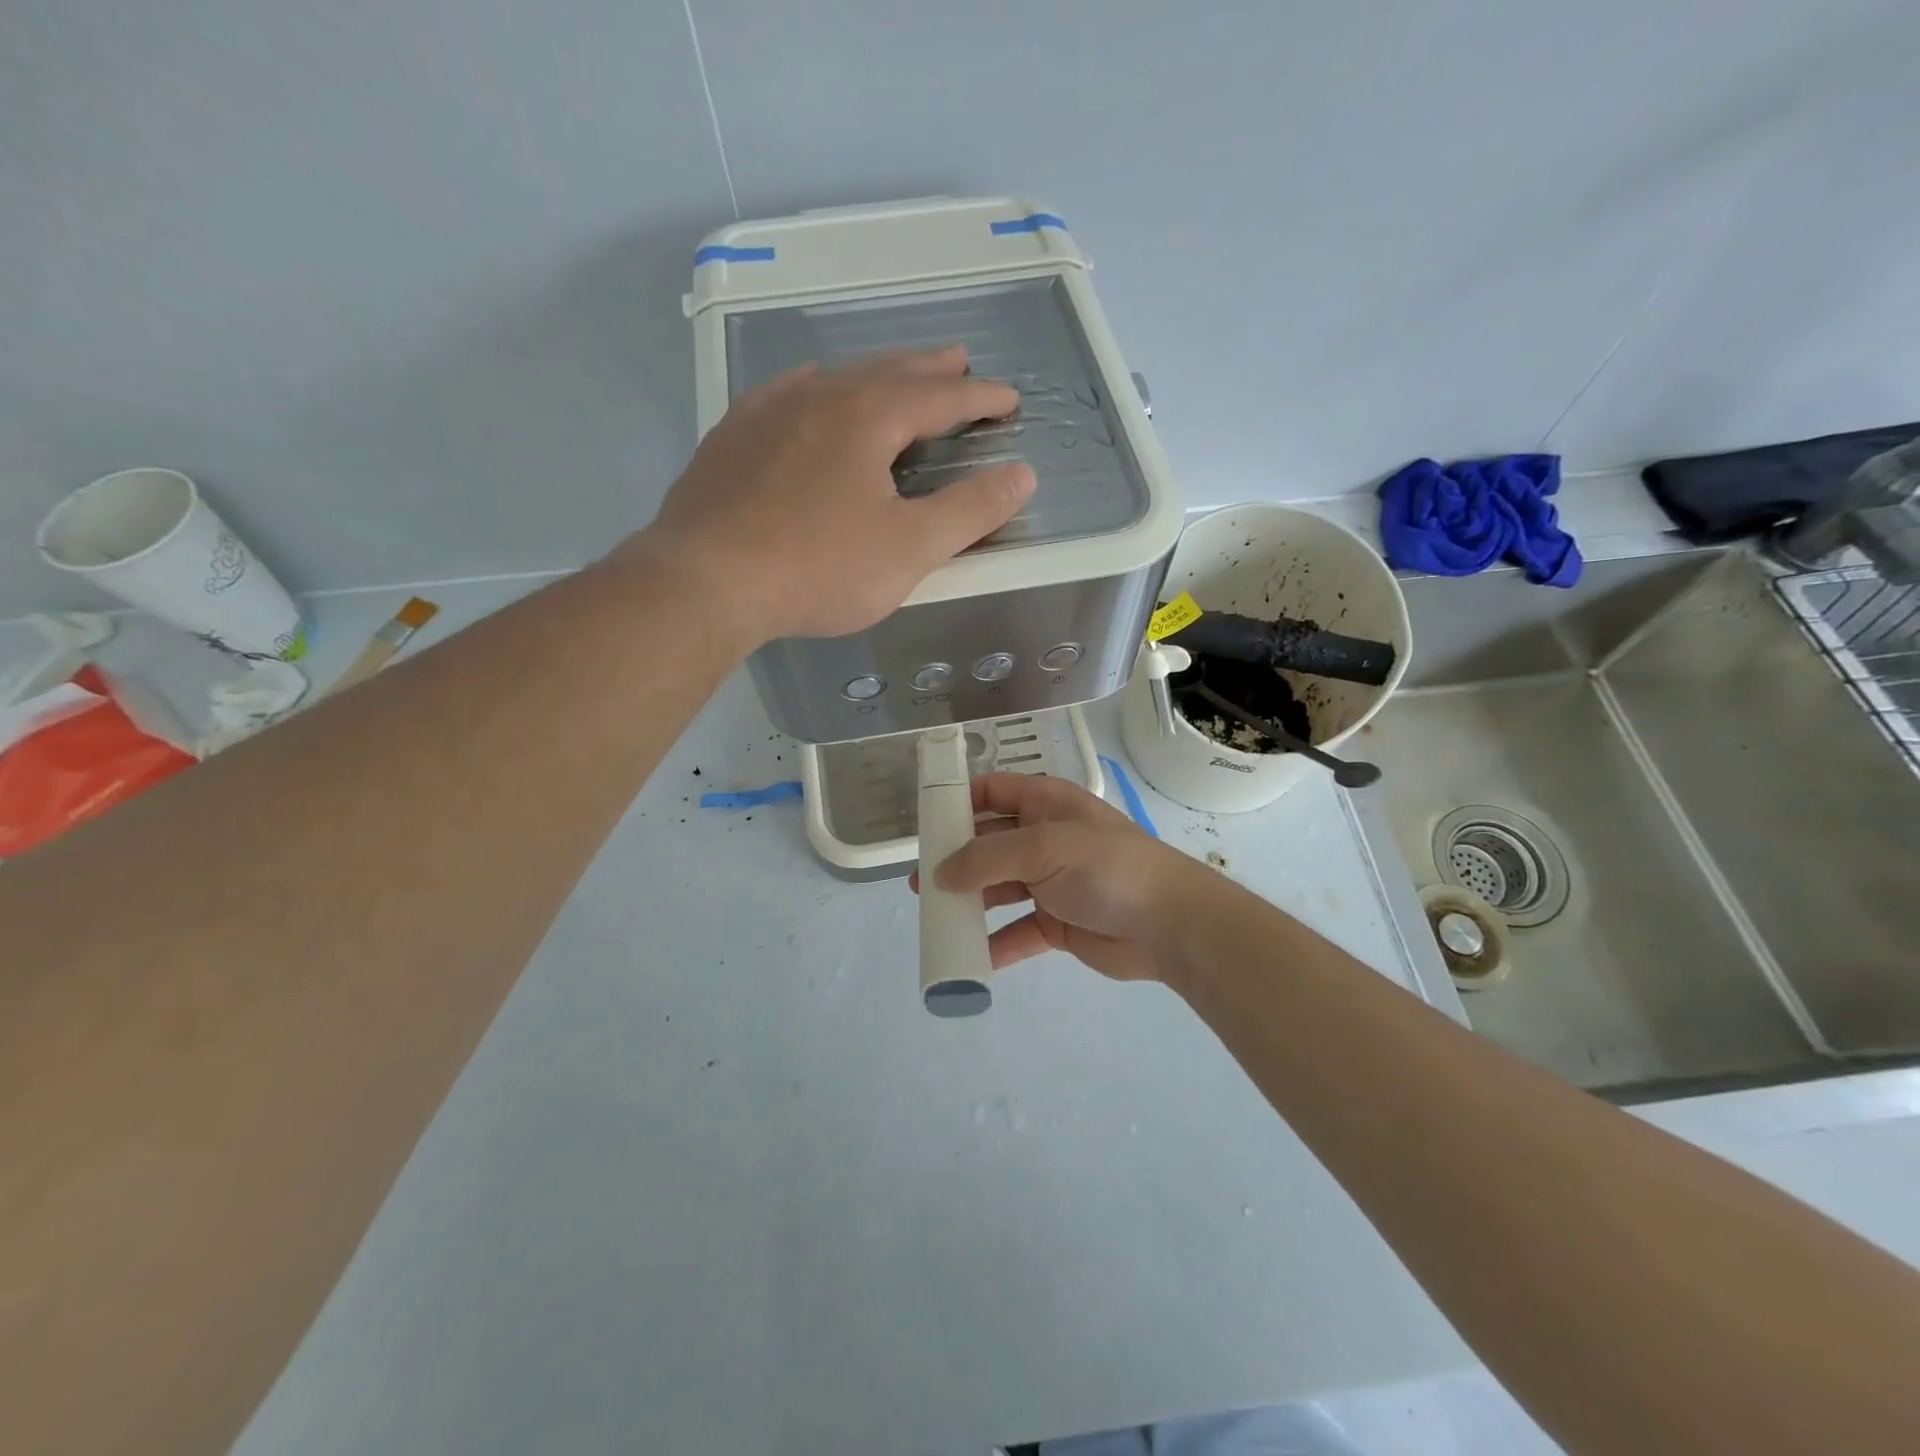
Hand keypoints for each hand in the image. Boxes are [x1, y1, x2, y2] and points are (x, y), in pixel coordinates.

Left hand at [633, 345, 1034, 644]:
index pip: (942, 396)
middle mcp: (820, 396)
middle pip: (889, 372)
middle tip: (959, 361)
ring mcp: (769, 411)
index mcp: (870, 416)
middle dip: (930, 370)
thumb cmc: (818, 568)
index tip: (1009, 400)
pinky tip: (812, 393)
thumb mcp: (909, 549)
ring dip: (876, 374)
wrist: (706, 580)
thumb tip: (1021, 475)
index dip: (981, 398)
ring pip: (836, 377)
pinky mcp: (733, 436)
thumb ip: (970, 511)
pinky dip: (818, 388)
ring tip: (895, 374)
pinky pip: (788, 394)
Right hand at [925, 774, 1215, 981]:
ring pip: (998, 888)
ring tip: (935, 917)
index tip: (924, 824)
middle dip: (955, 860)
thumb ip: (987, 858)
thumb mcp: (1043, 849)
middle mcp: (1044, 839)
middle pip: (988, 843)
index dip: (958, 802)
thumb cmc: (1106, 867)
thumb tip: (940, 874)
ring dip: (969, 902)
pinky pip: (1016, 931)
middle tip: (920, 882)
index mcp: (1045, 804)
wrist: (1169, 924)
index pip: (993, 791)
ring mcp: (1051, 882)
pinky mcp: (1057, 923)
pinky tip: (968, 957)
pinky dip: (994, 943)